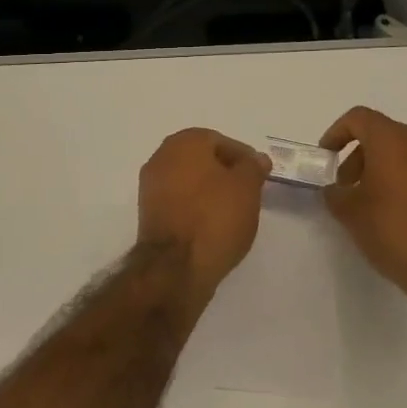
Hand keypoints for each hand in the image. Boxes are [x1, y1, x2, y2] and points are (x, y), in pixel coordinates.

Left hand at [137, 129, 272, 288]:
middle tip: (248, 192)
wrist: (175, 267)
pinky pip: (178, 201)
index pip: (220, 141)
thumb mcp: (247, 188)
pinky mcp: (148, 214)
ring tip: (232, 212)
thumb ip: (253, 167)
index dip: (243, 158)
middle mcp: (161, 157)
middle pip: (201, 159)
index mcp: (184, 142)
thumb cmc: (215, 217)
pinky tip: (211, 225)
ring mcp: (150, 186)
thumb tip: (256, 159)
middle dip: (225, 173)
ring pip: (188, 181)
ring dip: (209, 191)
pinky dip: (195, 207)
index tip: (258, 177)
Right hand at [319, 107, 406, 308]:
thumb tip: (334, 190)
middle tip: (342, 184)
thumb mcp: (349, 212)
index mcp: (392, 140)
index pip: (358, 118)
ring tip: (362, 200)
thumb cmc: (392, 229)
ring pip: (398, 151)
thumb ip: (334, 193)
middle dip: (355, 154)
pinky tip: (386, 210)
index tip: (325, 158)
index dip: (336, 133)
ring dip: (375, 167)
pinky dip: (395, 177)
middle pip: (379, 133)